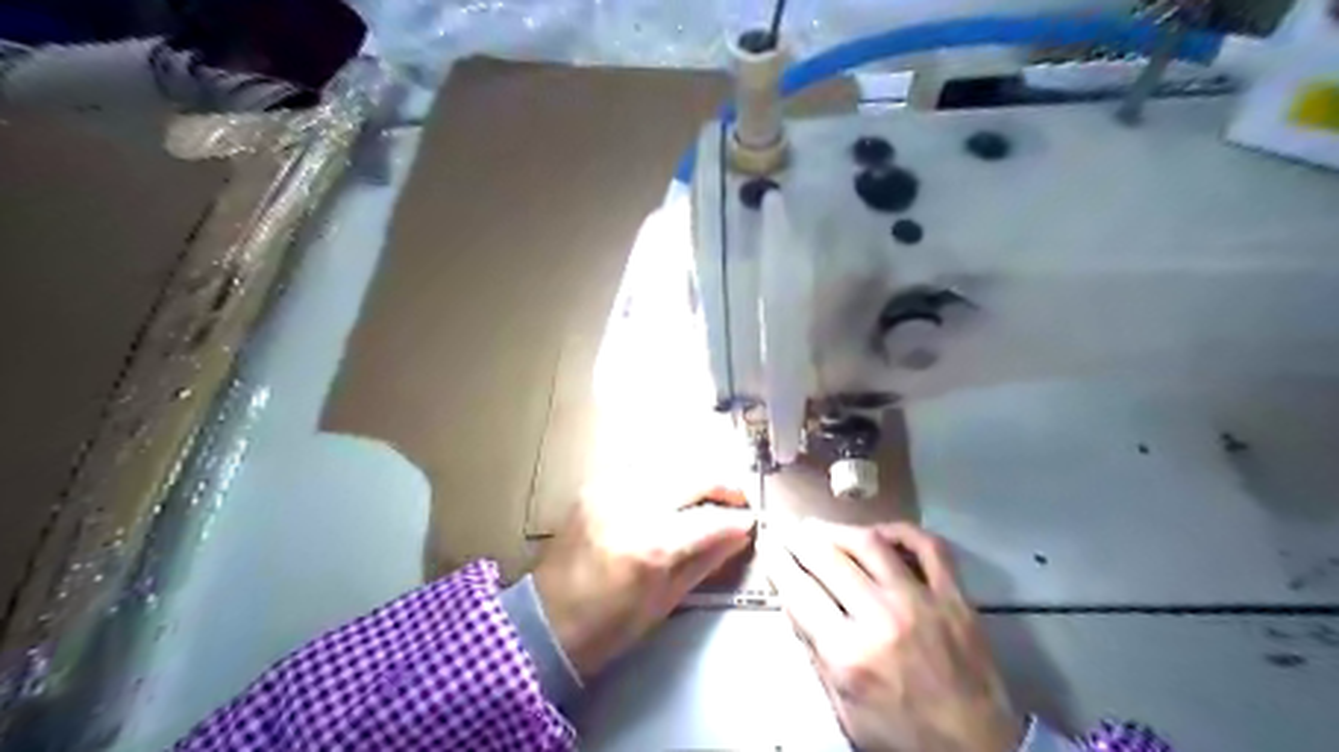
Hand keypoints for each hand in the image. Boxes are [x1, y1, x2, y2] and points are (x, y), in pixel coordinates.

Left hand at [531, 484, 752, 678]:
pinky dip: (665, 475)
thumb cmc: (608, 626)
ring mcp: (610, 490)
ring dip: (696, 475)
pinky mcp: (595, 486)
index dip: (738, 520)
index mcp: (652, 546)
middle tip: (738, 499)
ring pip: (670, 464)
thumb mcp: (665, 602)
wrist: (544, 620)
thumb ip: (705, 561)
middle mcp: (633, 506)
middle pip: (694, 477)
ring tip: (709, 493)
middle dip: (724, 485)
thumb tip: (739, 534)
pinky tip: (672, 491)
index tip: (751, 522)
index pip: (711, 520)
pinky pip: (642, 468)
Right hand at [768, 521, 1021, 750]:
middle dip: (799, 539)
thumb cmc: (902, 735)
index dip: (778, 563)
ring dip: (838, 529)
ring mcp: (921, 601)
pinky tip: (881, 533)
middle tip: (787, 528)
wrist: (978, 750)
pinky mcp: (955, 596)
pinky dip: (902, 531)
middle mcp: (881, 617)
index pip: (800, 591)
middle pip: (829, 559)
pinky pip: (928, 547)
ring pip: (870, 544)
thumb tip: (793, 601)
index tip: (768, 545)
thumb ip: (816, 652)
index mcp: (849, 653)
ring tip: (820, 526)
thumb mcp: (844, 708)